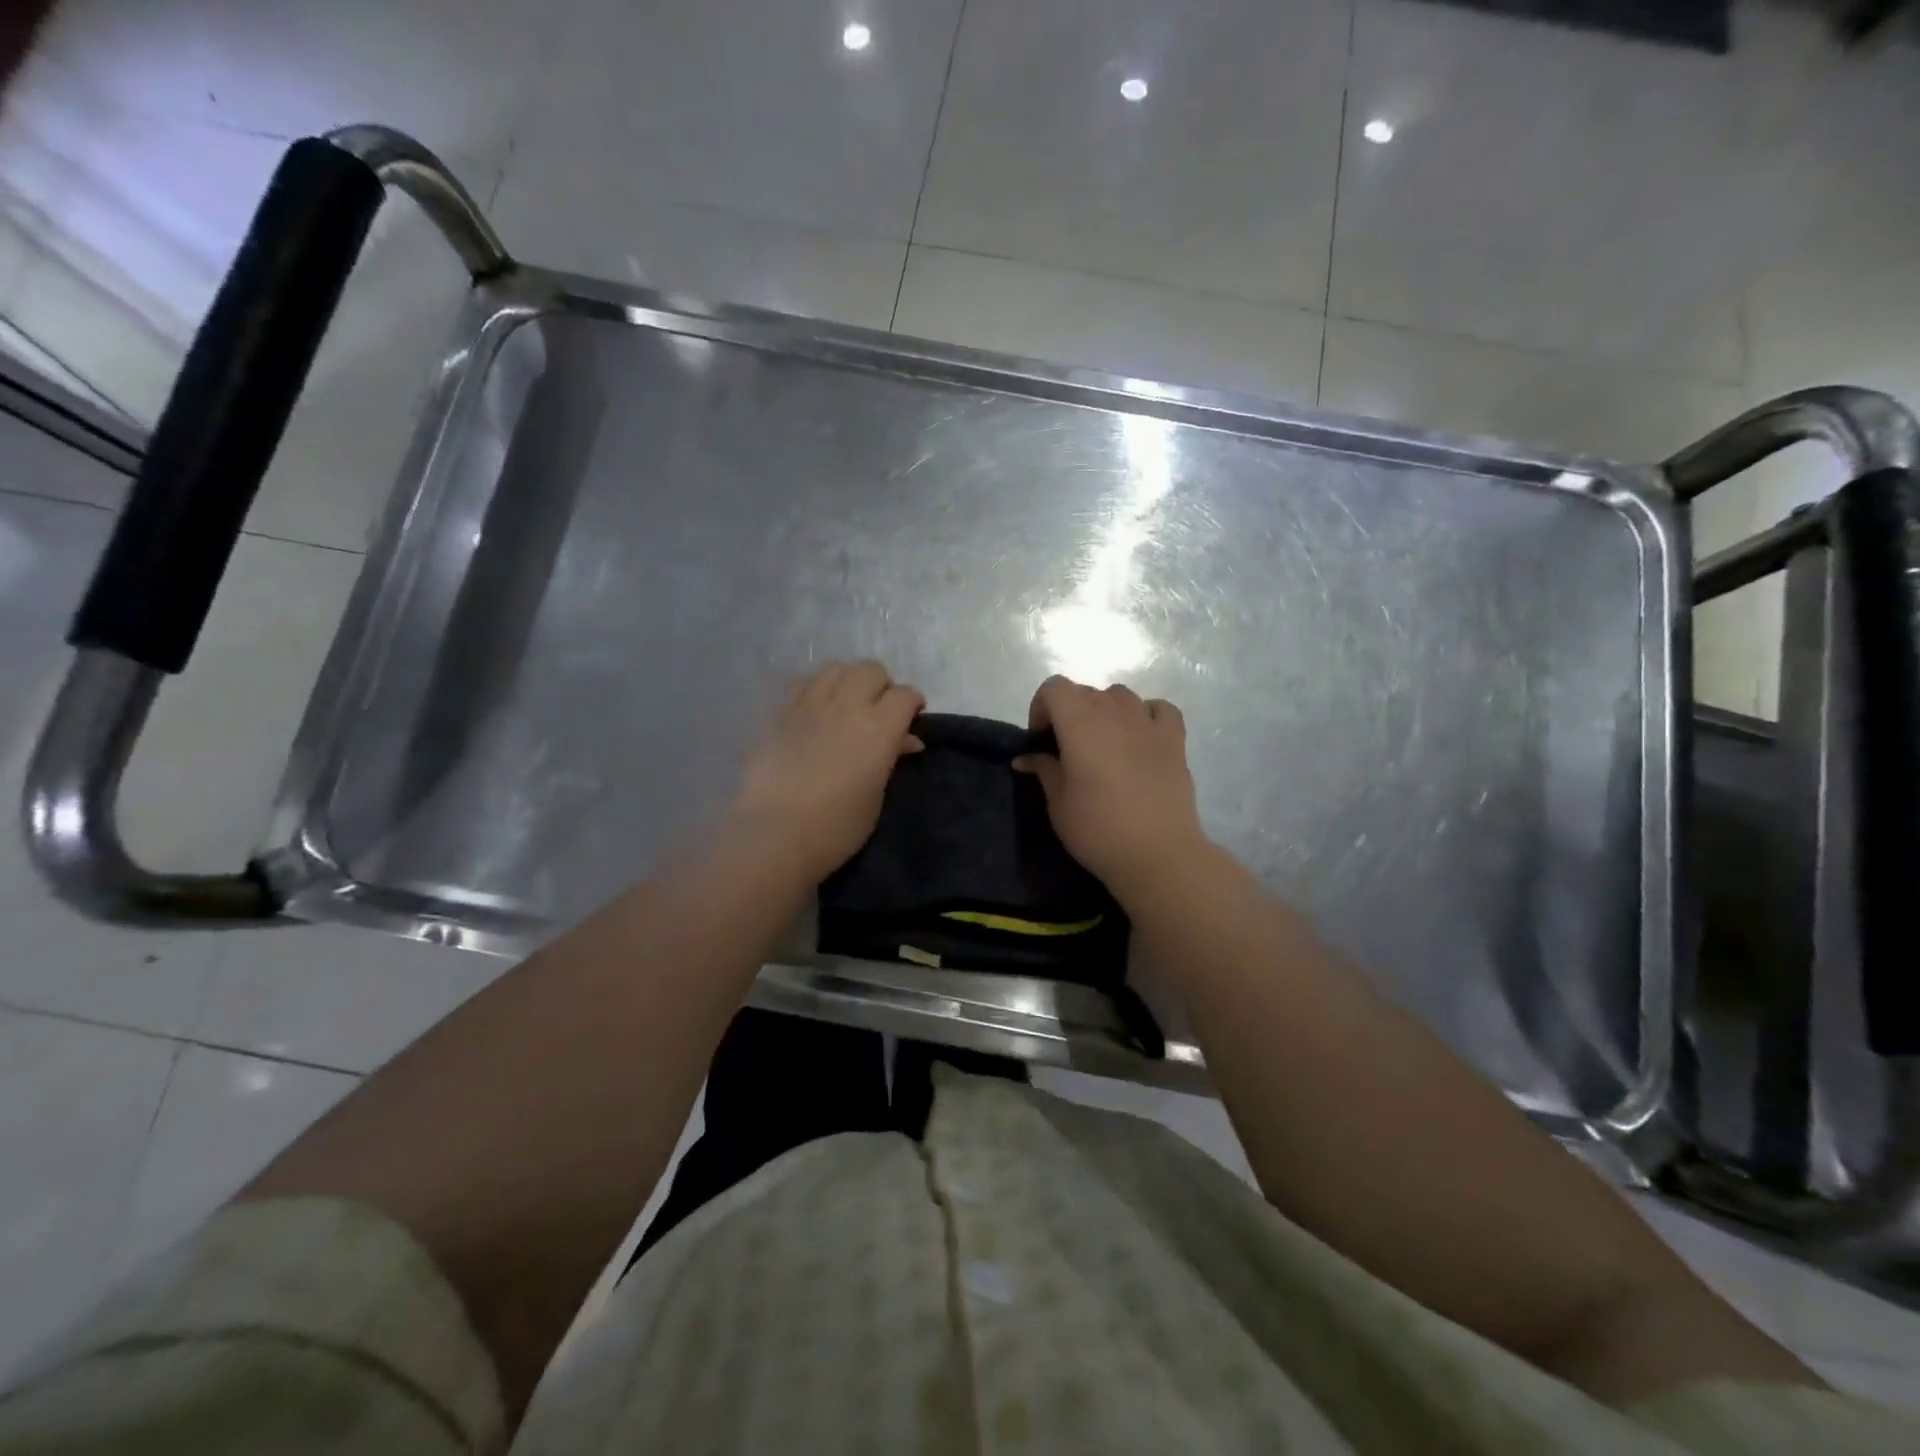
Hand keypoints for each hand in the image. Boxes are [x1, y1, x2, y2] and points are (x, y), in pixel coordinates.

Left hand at [728, 661, 924, 880]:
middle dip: (882, 686)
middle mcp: (846, 705)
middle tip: (880, 712)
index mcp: (878, 728)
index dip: (913, 704)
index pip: (905, 695)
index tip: (912, 719)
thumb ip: (891, 758)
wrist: (774, 835)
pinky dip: (818, 689)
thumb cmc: (837, 827)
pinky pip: (805, 683)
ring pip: (837, 668)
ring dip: (849, 681)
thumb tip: (907, 740)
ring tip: (847, 706)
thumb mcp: (876, 796)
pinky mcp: (780, 712)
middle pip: (871, 670)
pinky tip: (816, 712)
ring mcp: (809, 704)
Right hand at [1015, 676, 1208, 896]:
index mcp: (1081, 724)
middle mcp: (1115, 713)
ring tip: (1103, 743)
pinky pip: (1158, 709)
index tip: (1041, 740)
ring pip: (1121, 695)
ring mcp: (1149, 723)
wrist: (1158, 855)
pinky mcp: (1175, 739)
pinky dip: (1145, 714)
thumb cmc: (1098, 830)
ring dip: (1105, 710)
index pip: (1055, 687)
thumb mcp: (1058, 804)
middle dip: (1069, 712)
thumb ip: (1043, 770)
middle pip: (1086, 691)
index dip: (1042, 707)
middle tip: (1066, 748)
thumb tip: (1026, 758)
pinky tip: (1140, 736)